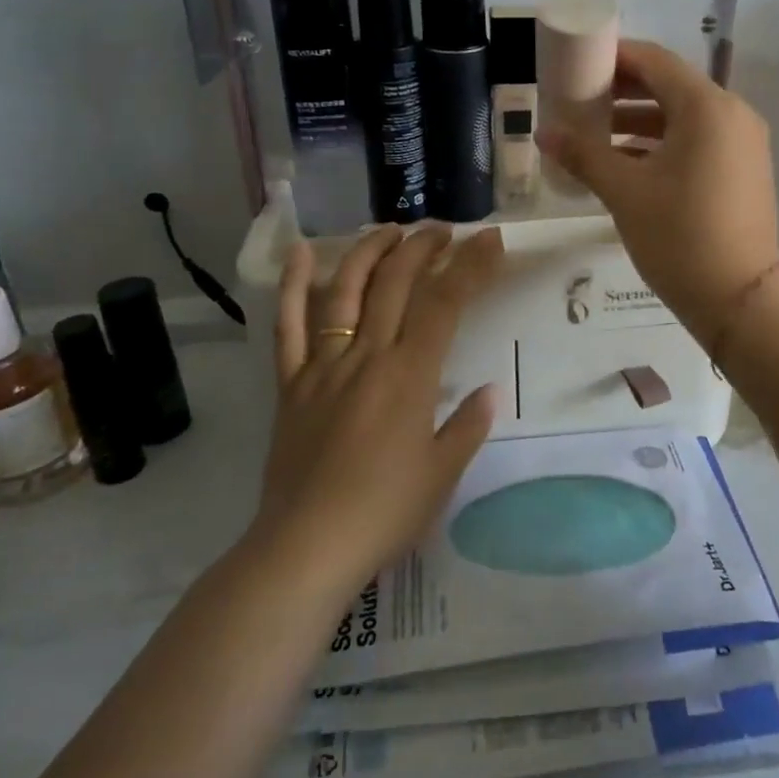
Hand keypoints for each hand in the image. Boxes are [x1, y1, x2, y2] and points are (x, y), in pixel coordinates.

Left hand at [257, 224, 504, 585]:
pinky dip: (292, 286)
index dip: (471, 265)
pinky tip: (300, 253)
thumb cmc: (384, 513)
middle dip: (423, 247)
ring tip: (391, 230)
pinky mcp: (291, 383)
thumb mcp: (442, 473)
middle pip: (395, 282)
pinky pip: (288, 326)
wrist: (306, 547)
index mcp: (410, 375)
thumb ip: (468, 425)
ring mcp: (323, 365)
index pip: (445, 302)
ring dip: (369, 251)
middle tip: (444, 231)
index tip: (490, 240)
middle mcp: (367, 356)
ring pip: (344, 290)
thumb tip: (489, 391)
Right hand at [537, 39, 778, 344]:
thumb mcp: (625, 193)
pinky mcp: (745, 169)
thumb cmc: (679, 237)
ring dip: (639, 120)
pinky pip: (698, 141)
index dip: (613, 58)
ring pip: (684, 116)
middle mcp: (732, 114)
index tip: (577, 64)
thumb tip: (543, 132)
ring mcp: (743, 143)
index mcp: (706, 107)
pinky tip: (626, 162)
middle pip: (670, 86)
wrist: (740, 300)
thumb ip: (583, 155)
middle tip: (578, 100)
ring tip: (593, 134)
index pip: (654, 61)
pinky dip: (663, 144)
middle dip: (622, 91)